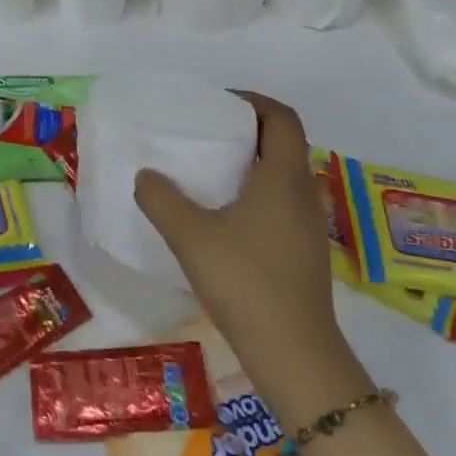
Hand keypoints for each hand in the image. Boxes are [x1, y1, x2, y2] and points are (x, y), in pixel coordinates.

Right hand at [134, 92, 369, 419]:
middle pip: (284, 144)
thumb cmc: (246, 282)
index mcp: (284, 177)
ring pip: (283, 177)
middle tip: (207, 135)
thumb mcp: (191, 237)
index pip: (282, 118)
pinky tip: (224, 219)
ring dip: (252, 166)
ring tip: (210, 174)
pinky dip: (256, 195)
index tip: (219, 104)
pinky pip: (281, 204)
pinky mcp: (304, 252)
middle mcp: (304, 193)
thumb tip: (146, 176)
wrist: (295, 353)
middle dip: (248, 131)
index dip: (253, 102)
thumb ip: (162, 200)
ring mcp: (309, 225)